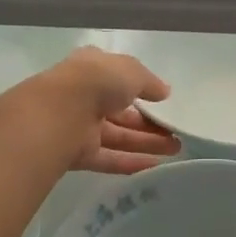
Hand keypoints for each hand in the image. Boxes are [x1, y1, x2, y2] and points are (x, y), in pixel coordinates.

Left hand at [35, 47, 180, 175]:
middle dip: (149, 123)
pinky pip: (109, 159)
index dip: (141, 89)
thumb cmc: (95, 82)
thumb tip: (164, 92)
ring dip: (147, 143)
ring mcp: (80, 127)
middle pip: (121, 113)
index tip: (163, 101)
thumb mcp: (130, 71)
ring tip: (177, 149)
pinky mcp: (79, 154)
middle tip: (177, 132)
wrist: (58, 113)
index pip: (118, 79)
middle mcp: (85, 98)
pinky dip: (131, 162)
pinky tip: (156, 166)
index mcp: (92, 70)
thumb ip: (149, 81)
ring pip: (118, 137)